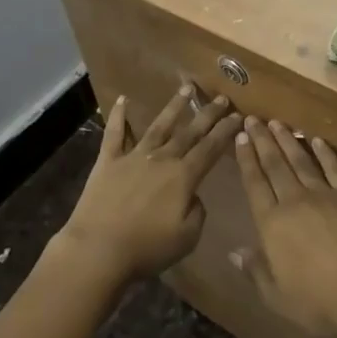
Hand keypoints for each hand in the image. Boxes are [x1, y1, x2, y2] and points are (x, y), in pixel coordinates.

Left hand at [54, 87, 240, 287]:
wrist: (98, 249)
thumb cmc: (146, 248)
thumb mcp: (187, 238)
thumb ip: (197, 211)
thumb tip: (193, 195)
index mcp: (183, 177)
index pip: (211, 149)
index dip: (226, 131)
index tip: (238, 116)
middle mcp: (162, 159)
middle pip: (189, 132)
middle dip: (208, 114)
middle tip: (221, 98)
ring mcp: (134, 156)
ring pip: (159, 125)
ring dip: (174, 106)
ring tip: (187, 88)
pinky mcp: (108, 161)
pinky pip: (114, 133)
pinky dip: (118, 115)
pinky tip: (122, 99)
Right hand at [233, 117, 336, 336]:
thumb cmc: (315, 301)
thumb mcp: (276, 295)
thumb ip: (255, 270)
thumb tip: (234, 252)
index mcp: (271, 223)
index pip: (254, 183)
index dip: (246, 159)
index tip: (241, 137)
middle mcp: (293, 200)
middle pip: (275, 164)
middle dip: (263, 140)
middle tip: (253, 119)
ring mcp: (323, 194)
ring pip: (301, 160)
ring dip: (288, 140)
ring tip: (277, 122)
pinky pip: (334, 168)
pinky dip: (324, 152)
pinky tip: (316, 139)